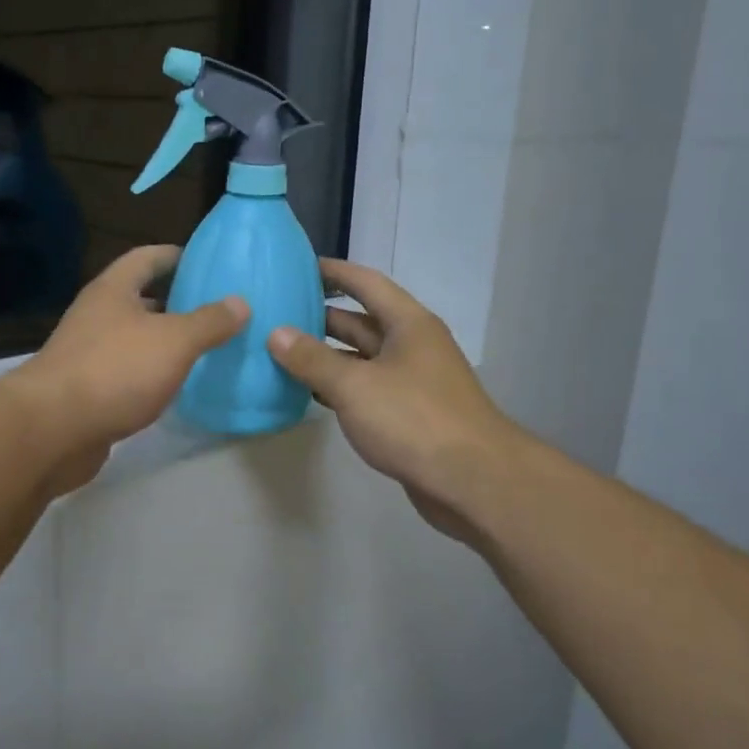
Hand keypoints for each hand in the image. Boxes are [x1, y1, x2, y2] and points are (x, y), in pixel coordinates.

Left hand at [7, 245, 247, 489]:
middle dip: (175, 301)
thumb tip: (240, 302)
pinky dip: (152, 375)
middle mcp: (96, 316)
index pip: (145, 258)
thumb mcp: (174, 341)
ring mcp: (88, 355)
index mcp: (113, 291)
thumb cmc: (115, 370)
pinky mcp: (87, 392)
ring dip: (164, 341)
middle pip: (139, 298)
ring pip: (134, 339)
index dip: (175, 255)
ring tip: (205, 348)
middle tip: (216, 309)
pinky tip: (176, 387)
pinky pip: (127, 373)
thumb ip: (209, 321)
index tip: (205, 261)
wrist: (53, 430)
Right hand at [267, 259, 522, 545]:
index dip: (334, 273)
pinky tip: (309, 393)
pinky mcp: (409, 414)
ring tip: (282, 352)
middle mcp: (412, 346)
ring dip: (326, 356)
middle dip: (321, 317)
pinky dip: (339, 388)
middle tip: (278, 313)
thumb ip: (312, 359)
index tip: (299, 267)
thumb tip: (276, 334)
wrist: (472, 481)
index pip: (366, 283)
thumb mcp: (354, 385)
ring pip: (362, 358)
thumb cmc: (413, 419)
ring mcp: (412, 381)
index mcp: (408, 324)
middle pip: (361, 321)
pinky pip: (367, 389)